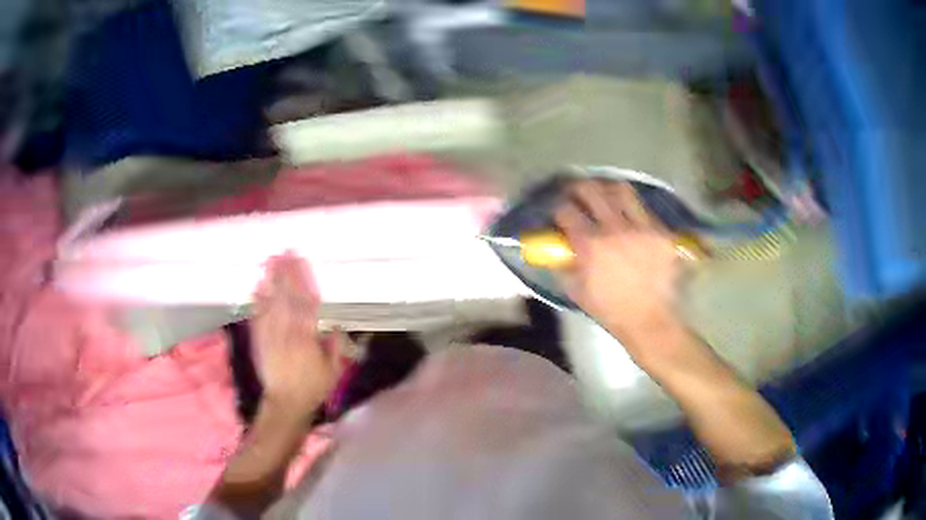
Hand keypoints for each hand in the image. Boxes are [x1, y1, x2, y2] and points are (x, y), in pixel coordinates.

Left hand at [250, 252, 343, 419]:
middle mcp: (287, 331)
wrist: (285, 403)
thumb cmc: (313, 388)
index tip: (302, 262)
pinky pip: (258, 317)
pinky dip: (257, 300)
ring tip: (271, 260)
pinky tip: (258, 286)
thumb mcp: (333, 370)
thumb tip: (333, 325)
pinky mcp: (260, 340)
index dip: (304, 280)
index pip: (306, 302)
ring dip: (271, 280)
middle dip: (286, 272)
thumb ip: (333, 346)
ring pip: (271, 302)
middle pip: (287, 296)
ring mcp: (271, 334)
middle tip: (285, 251)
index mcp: (307, 337)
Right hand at [555, 180, 681, 357]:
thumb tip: (555, 247)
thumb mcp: (576, 291)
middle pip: (590, 190)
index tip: (559, 212)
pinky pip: (644, 209)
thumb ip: (563, 264)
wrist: (650, 320)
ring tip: (604, 195)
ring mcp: (641, 227)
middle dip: (578, 188)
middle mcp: (614, 228)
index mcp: (590, 244)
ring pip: (620, 190)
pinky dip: (632, 208)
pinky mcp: (661, 231)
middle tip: (577, 194)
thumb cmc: (610, 310)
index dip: (558, 209)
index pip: (565, 211)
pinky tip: (629, 216)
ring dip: (607, 189)